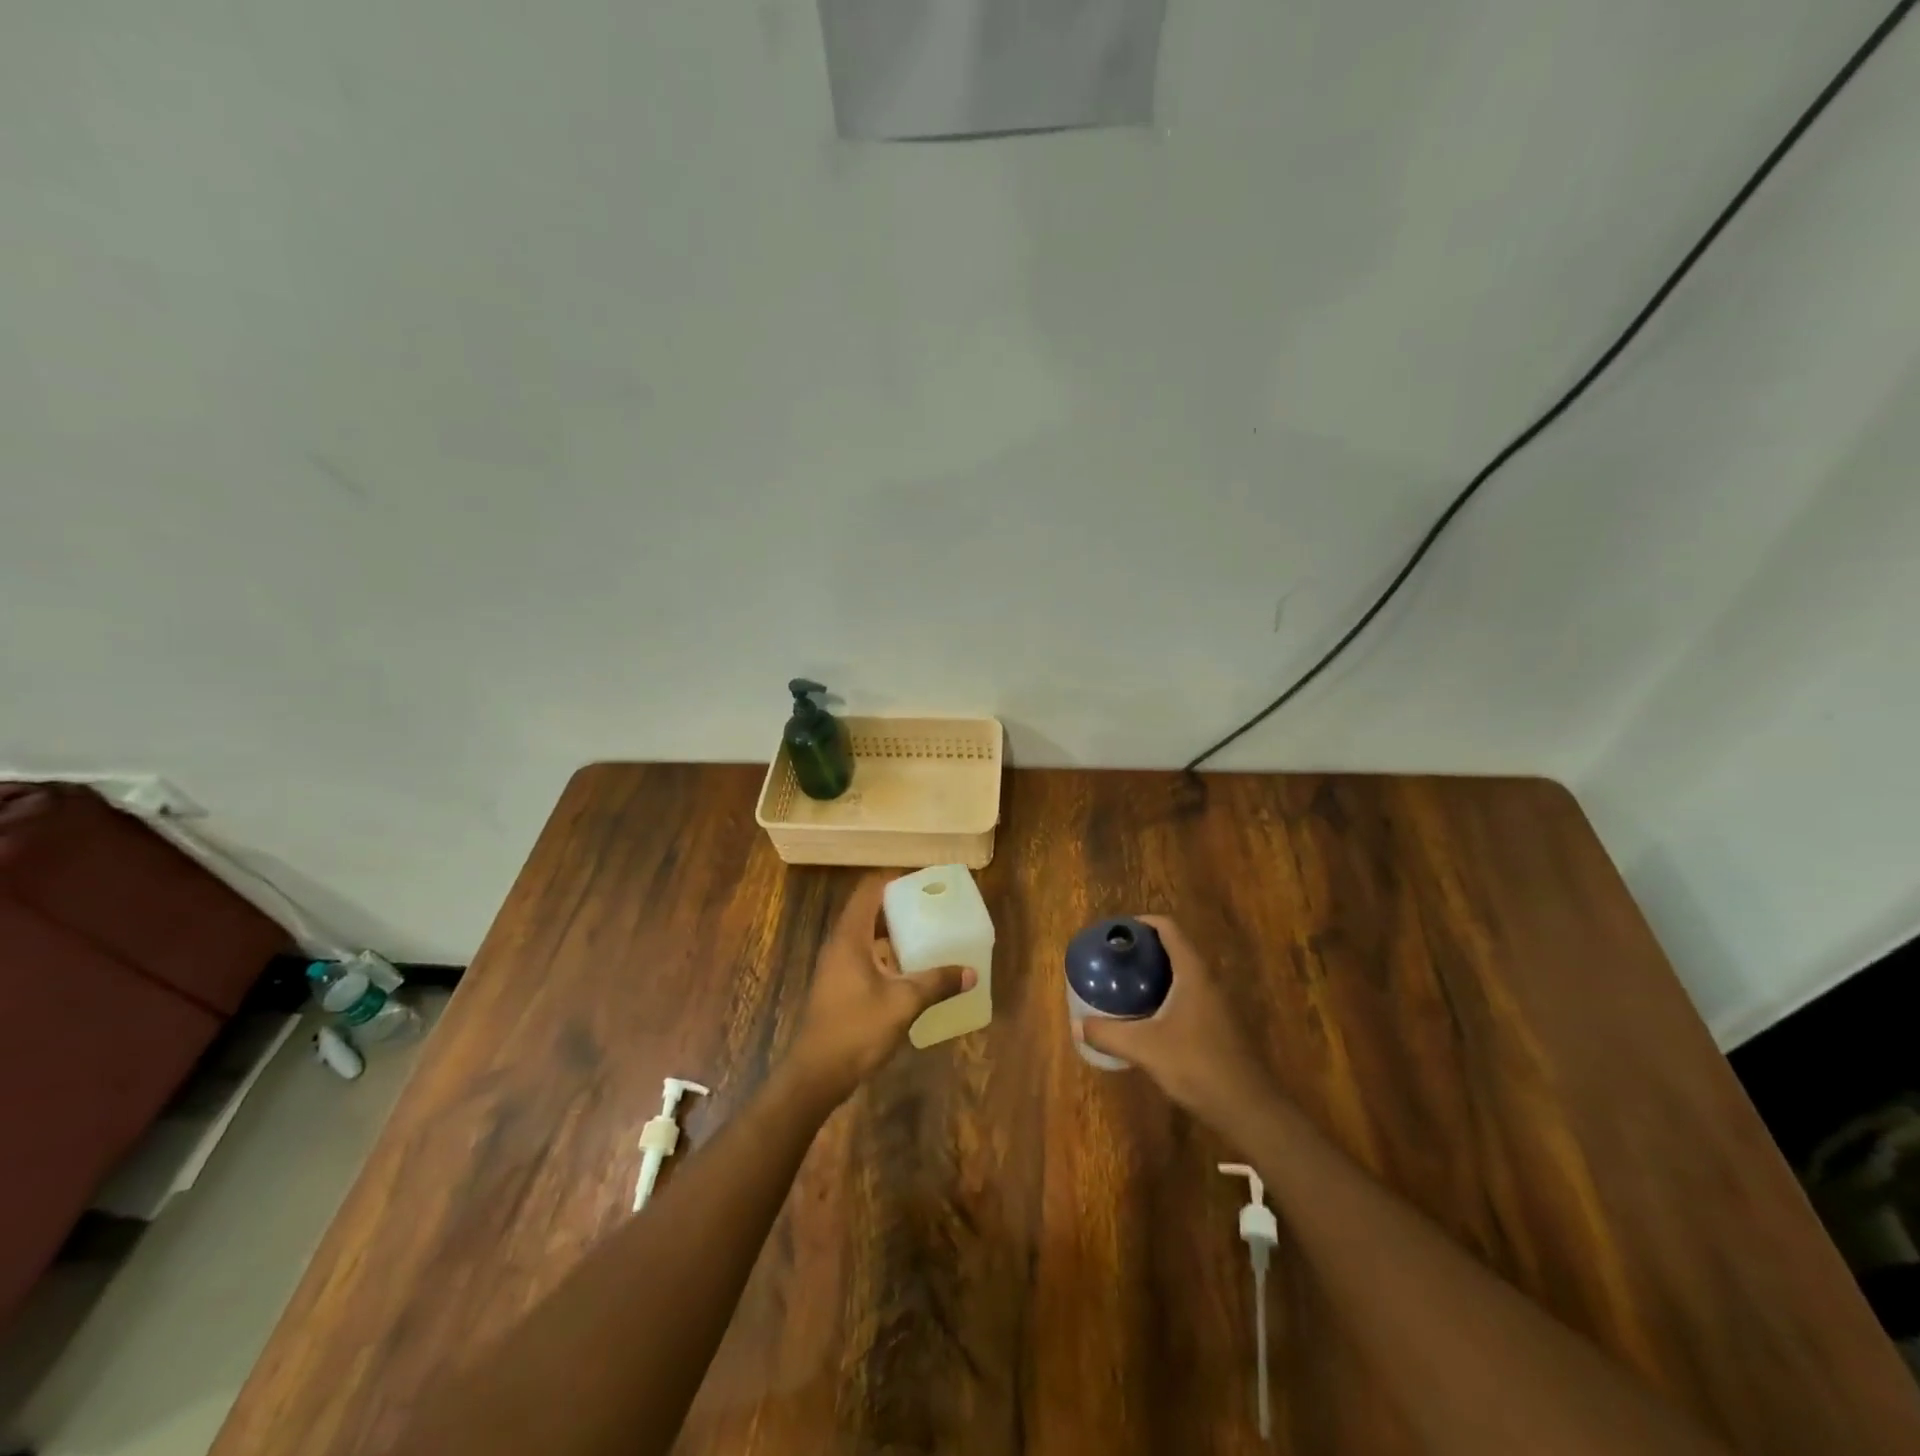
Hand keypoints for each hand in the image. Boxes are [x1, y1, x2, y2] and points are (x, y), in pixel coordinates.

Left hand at [784, 872, 974, 1104]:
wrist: (817, 1074)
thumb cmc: (857, 1029)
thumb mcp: (903, 1003)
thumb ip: (937, 983)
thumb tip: (971, 972)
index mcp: (850, 937)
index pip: (869, 891)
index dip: (894, 880)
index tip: (922, 881)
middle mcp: (840, 944)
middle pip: (868, 910)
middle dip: (899, 905)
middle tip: (932, 906)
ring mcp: (837, 966)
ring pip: (867, 935)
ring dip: (893, 931)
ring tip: (927, 933)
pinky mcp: (839, 986)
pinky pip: (865, 956)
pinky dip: (887, 954)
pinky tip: (911, 969)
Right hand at [1077, 916, 1272, 1123]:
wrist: (1249, 1109)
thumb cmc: (1197, 1066)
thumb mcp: (1145, 1048)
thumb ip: (1109, 1034)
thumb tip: (1078, 1025)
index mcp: (1193, 974)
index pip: (1169, 929)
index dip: (1143, 922)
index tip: (1117, 932)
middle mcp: (1207, 982)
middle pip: (1174, 950)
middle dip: (1144, 950)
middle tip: (1114, 960)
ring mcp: (1217, 1005)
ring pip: (1182, 976)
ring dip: (1155, 975)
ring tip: (1124, 985)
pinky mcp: (1219, 1027)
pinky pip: (1188, 997)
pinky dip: (1165, 996)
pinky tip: (1147, 1018)